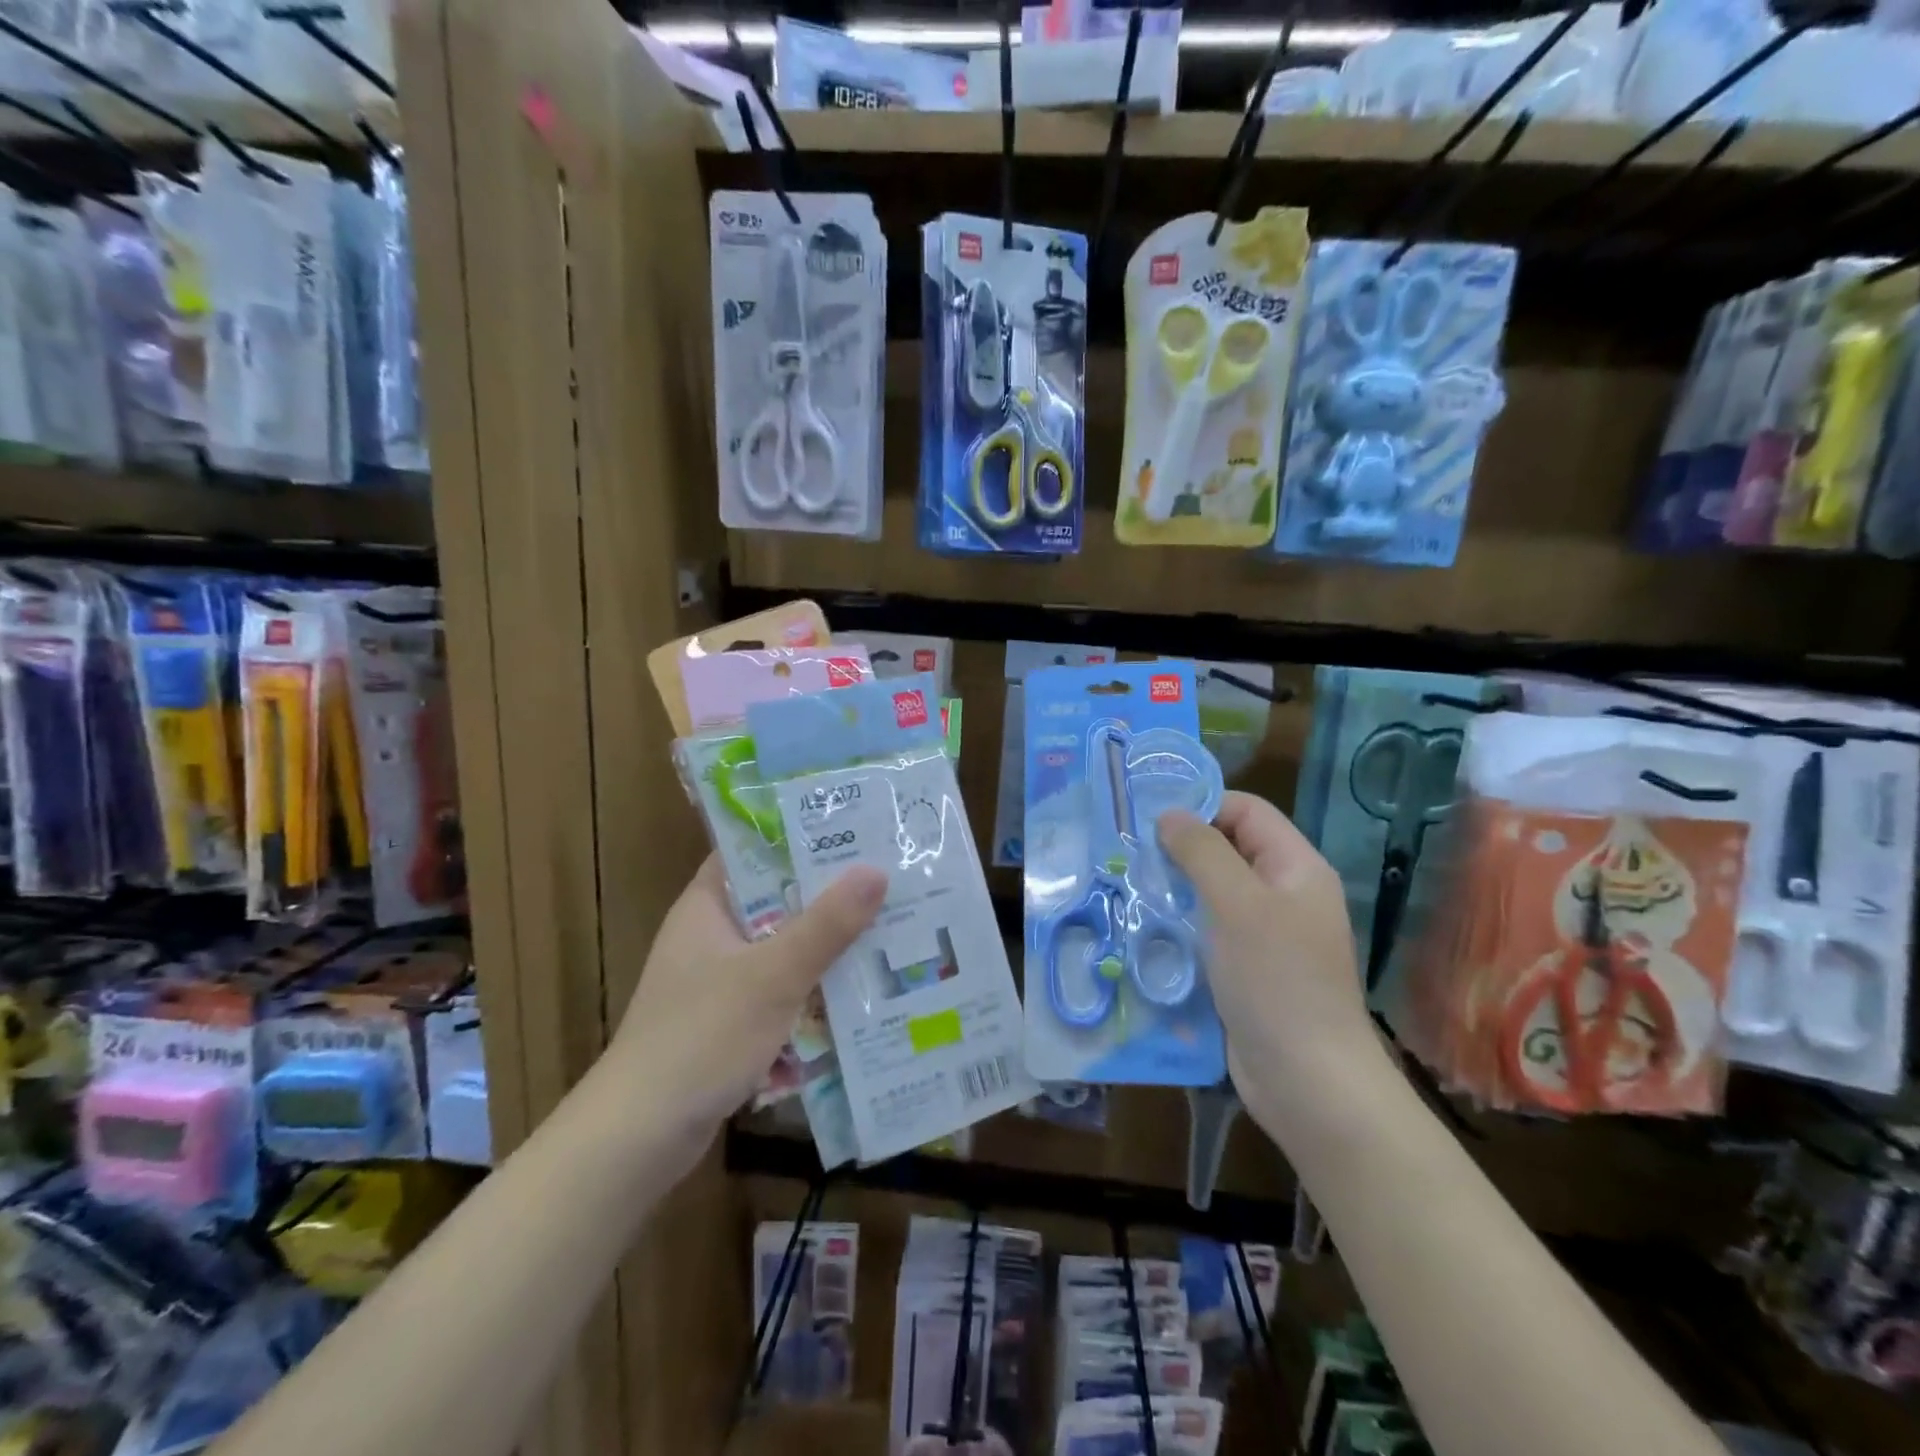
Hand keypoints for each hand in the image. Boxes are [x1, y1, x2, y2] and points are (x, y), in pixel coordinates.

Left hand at [610, 855, 885, 1139]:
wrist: (640, 1138)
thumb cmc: (702, 1037)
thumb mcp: (773, 975)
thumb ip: (826, 924)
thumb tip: (877, 870)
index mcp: (706, 907)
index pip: (751, 851)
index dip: (798, 837)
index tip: (852, 830)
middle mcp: (710, 936)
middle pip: (776, 901)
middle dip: (827, 897)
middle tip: (887, 881)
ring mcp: (717, 982)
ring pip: (782, 949)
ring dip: (824, 948)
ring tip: (886, 932)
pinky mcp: (727, 1022)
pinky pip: (779, 992)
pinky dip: (810, 991)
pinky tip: (855, 995)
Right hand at [1158, 793, 1386, 1125]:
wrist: (1307, 1081)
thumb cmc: (1275, 980)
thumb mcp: (1236, 904)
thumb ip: (1202, 852)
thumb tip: (1169, 815)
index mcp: (1296, 868)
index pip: (1248, 812)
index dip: (1203, 806)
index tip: (1150, 818)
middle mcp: (1284, 894)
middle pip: (1229, 849)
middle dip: (1182, 848)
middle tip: (1129, 852)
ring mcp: (1267, 934)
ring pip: (1214, 892)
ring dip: (1176, 887)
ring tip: (1130, 887)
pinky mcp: (1247, 969)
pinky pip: (1210, 930)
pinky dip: (1181, 924)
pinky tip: (1147, 929)